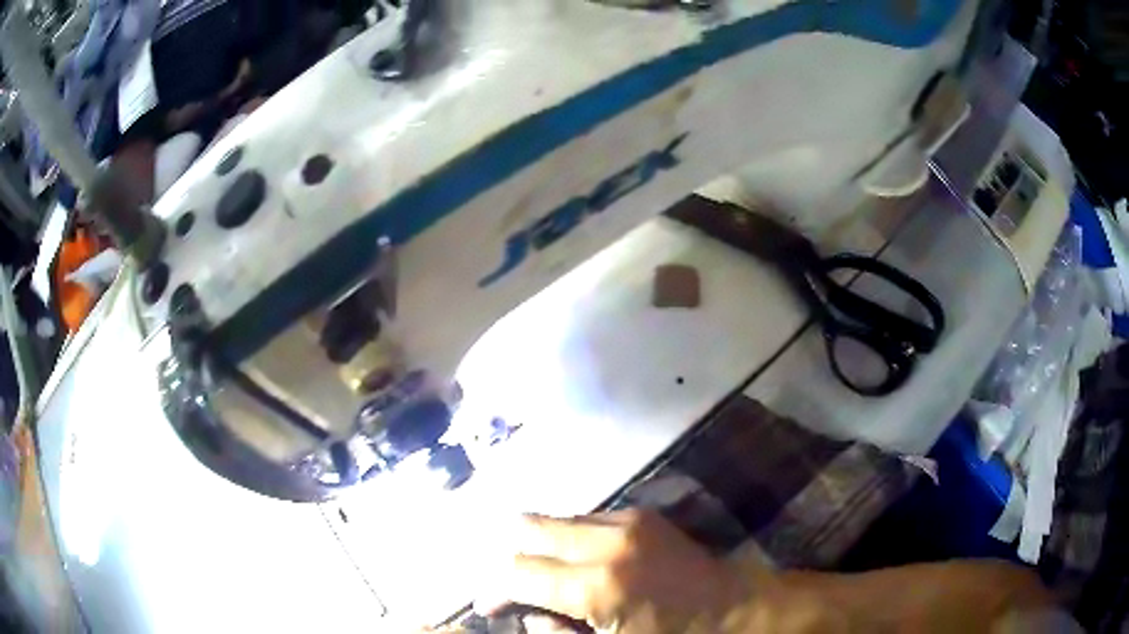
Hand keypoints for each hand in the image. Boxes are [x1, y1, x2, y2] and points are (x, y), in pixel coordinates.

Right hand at [478, 510, 751, 632]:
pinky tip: (580, 562)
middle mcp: (605, 543)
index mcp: (595, 587)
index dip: (493, 588)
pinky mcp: (640, 512)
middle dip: (509, 555)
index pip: (515, 572)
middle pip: (526, 527)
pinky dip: (569, 539)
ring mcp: (626, 521)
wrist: (732, 607)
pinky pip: (584, 518)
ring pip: (553, 519)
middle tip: (513, 585)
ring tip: (546, 575)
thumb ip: (555, 632)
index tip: (489, 605)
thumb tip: (523, 613)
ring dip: (539, 545)